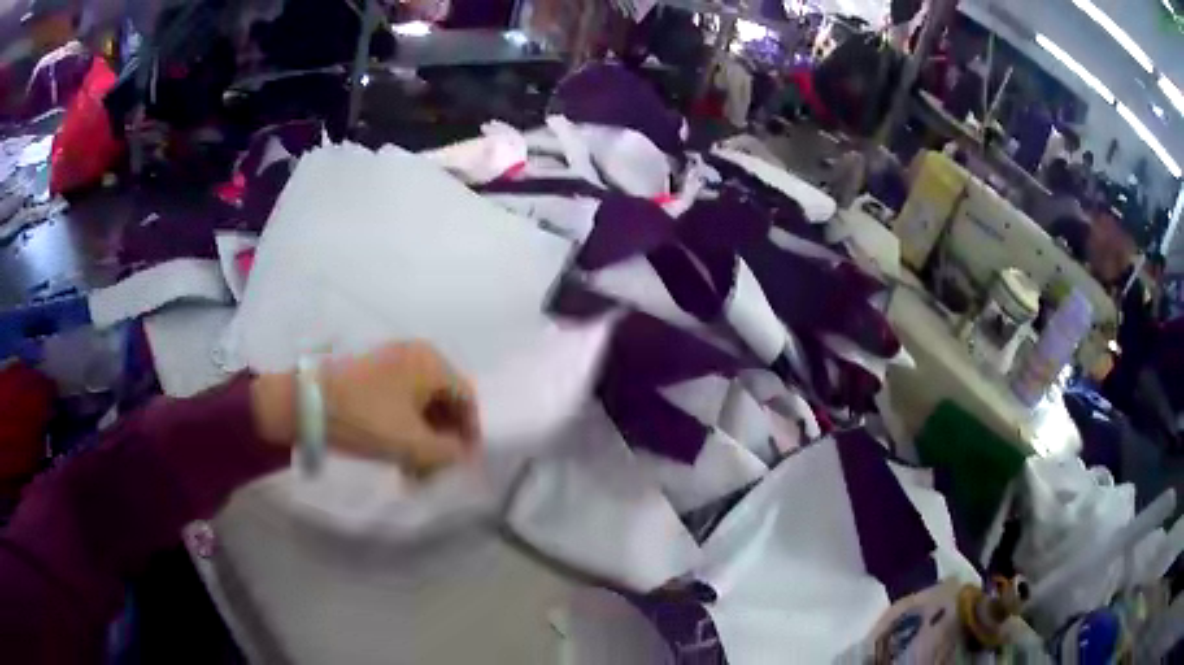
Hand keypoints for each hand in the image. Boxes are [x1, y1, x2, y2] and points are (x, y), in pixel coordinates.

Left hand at [253, 342, 479, 475]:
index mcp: (431, 362)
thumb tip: (462, 455)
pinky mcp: (371, 375)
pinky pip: (401, 403)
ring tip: (413, 473)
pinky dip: (405, 430)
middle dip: (444, 442)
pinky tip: (397, 456)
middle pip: (445, 402)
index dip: (471, 434)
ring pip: (421, 406)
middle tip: (435, 474)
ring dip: (424, 440)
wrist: (304, 404)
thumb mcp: (411, 443)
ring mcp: (391, 363)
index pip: (467, 399)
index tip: (464, 466)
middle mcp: (415, 355)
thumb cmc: (364, 418)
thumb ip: (448, 453)